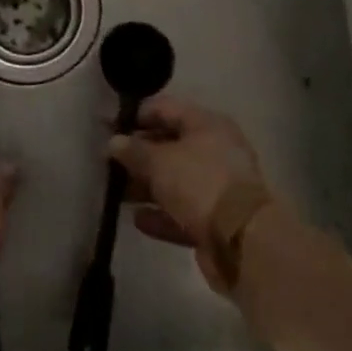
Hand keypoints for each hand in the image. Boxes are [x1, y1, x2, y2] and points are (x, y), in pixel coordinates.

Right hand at [110, 97, 264, 287]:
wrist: (243, 241)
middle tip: (109, 163)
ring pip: (175, 180)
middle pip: (170, 145)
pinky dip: (161, 214)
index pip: (165, 109)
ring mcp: (218, 187)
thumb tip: (114, 142)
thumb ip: (134, 150)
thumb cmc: (199, 184)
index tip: (108, 127)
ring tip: (117, 194)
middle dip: (139, 155)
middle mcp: (215, 150)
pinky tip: (138, 220)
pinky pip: (182, 211)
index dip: (136, 116)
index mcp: (207, 124)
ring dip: (146, 187)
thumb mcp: (159, 161)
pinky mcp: (216, 220)